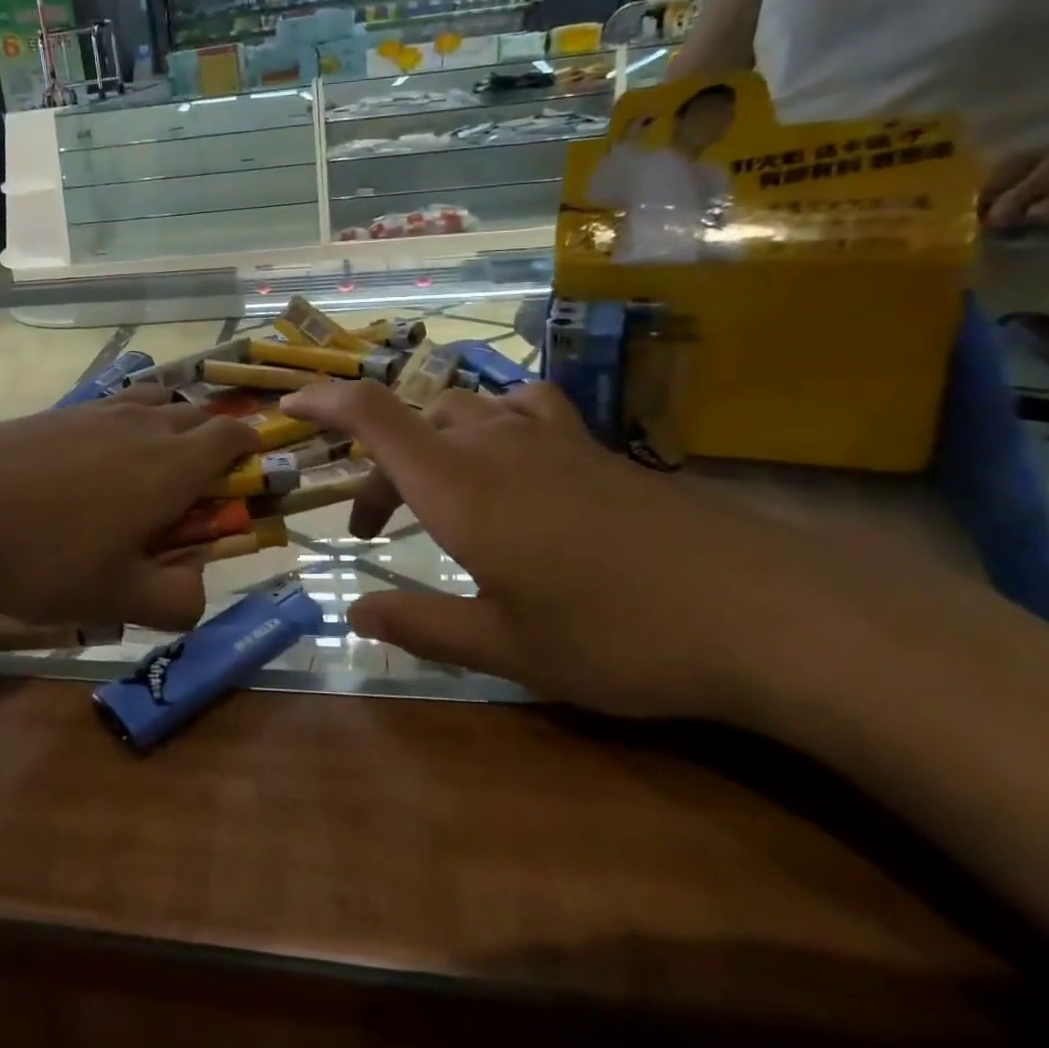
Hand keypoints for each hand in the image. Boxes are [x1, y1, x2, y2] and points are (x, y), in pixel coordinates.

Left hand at [0, 389, 257, 631]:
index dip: (250, 450)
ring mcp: (97, 412)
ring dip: (168, 428)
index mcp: (171, 465)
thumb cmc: (42, 555)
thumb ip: (176, 600)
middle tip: (196, 488)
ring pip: (155, 404)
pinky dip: (124, 426)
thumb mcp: (116, 598)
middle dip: (211, 441)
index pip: (232, 435)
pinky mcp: (58, 413)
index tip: (248, 474)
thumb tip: (198, 588)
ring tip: (149, 471)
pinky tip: (94, 465)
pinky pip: (112, 408)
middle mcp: (143, 425)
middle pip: (197, 414)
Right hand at [278, 379, 863, 721]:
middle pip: (412, 424)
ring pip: (462, 411)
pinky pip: (522, 407)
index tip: (289, 405)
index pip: (374, 417)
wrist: (759, 612)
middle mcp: (494, 446)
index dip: (326, 401)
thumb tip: (354, 612)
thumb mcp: (506, 646)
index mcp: (459, 488)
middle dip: (377, 468)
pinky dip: (492, 421)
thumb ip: (420, 624)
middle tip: (372, 529)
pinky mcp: (593, 446)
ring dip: (430, 443)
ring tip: (434, 491)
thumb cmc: (616, 636)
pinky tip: (509, 456)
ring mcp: (549, 438)